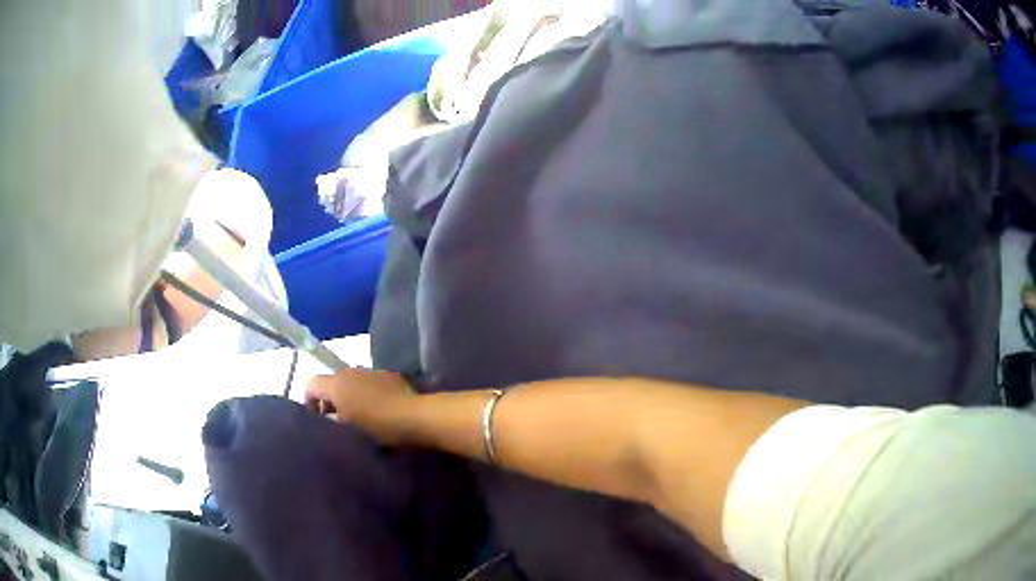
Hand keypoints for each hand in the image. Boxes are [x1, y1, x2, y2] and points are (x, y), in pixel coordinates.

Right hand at [306, 368, 415, 444]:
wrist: (415, 416)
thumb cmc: (376, 426)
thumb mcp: (346, 430)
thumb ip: (330, 422)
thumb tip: (326, 419)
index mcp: (336, 383)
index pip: (310, 384)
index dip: (309, 402)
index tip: (317, 421)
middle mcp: (350, 371)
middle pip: (331, 383)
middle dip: (331, 402)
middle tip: (338, 424)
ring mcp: (371, 371)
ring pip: (351, 383)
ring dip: (350, 398)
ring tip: (359, 419)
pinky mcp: (390, 375)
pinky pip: (370, 383)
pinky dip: (368, 394)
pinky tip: (378, 411)